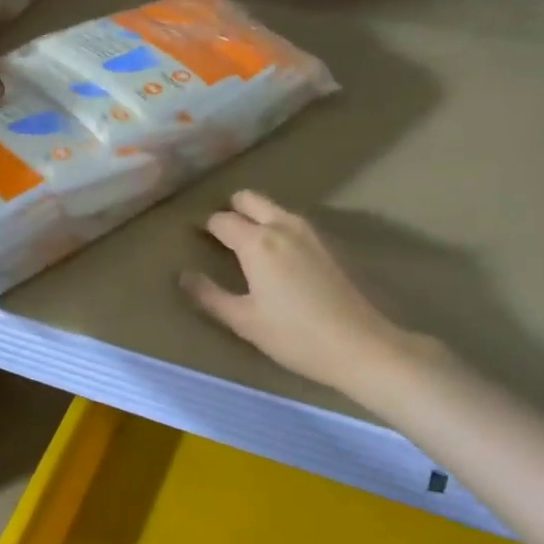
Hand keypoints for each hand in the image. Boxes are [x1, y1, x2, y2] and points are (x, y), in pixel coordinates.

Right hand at [181, 190, 440, 400]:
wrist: (361, 344)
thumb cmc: (295, 336)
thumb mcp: (244, 321)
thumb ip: (210, 295)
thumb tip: (183, 275)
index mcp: (257, 241)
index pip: (221, 220)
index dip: (205, 226)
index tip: (196, 237)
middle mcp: (282, 225)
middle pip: (249, 199)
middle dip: (231, 209)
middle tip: (221, 234)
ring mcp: (309, 231)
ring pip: (273, 208)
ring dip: (256, 216)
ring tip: (246, 245)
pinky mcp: (328, 242)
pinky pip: (292, 221)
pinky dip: (277, 226)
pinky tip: (278, 256)